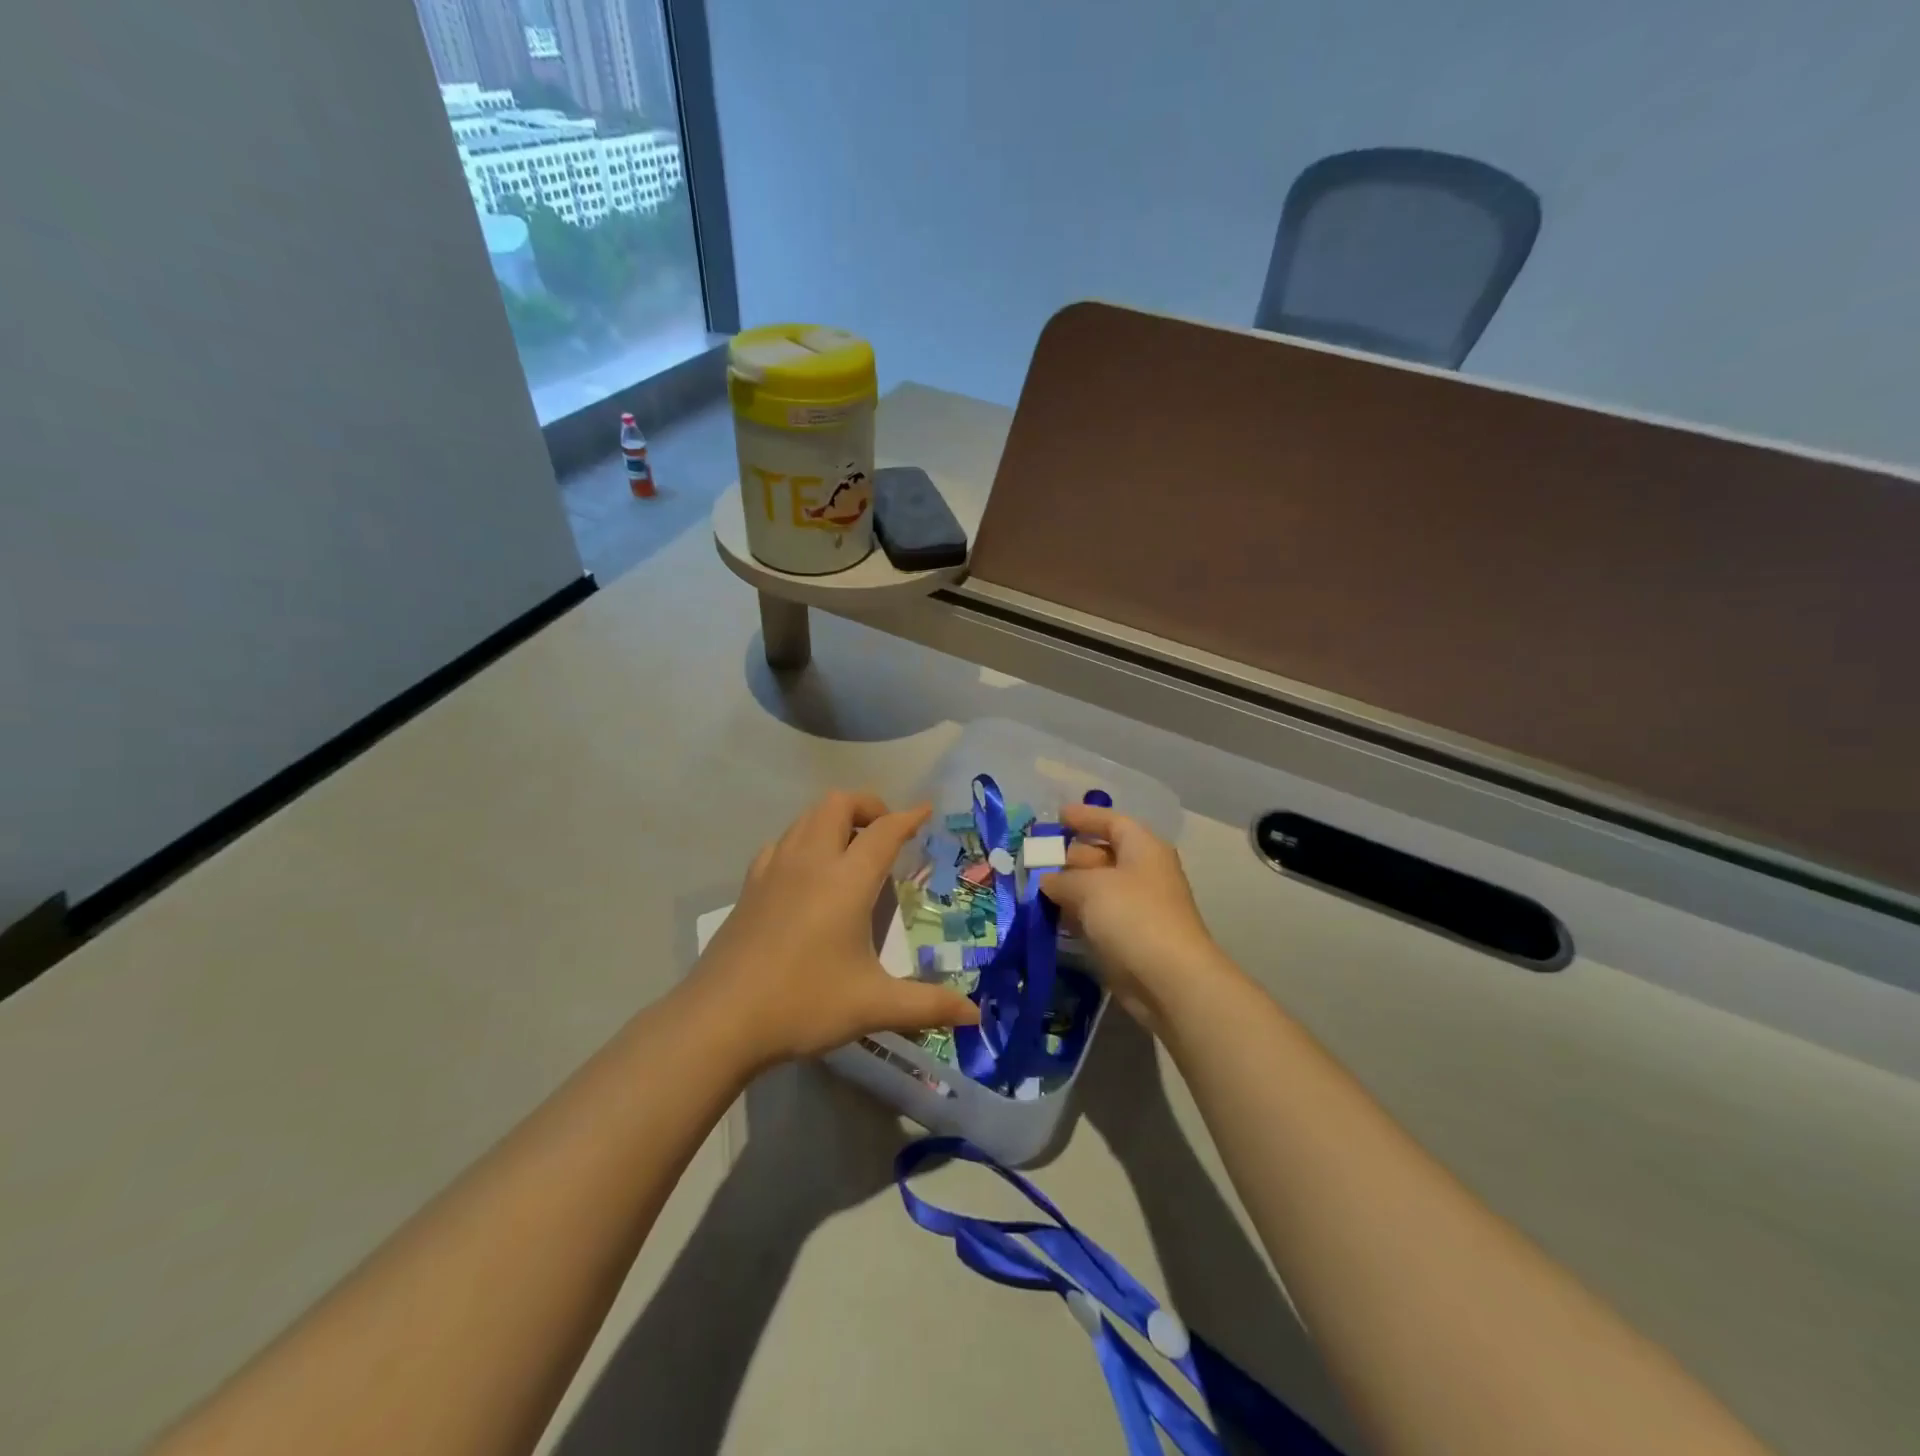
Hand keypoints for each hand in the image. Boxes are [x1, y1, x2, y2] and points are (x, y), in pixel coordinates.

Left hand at [687, 791, 979, 1068]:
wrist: (719, 1020)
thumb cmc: (803, 1004)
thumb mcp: (873, 1006)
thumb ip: (928, 1006)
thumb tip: (975, 1016)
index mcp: (846, 880)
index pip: (884, 831)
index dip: (909, 816)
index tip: (926, 811)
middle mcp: (810, 861)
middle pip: (839, 803)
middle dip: (868, 805)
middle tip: (886, 834)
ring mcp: (774, 869)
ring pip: (807, 817)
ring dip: (835, 818)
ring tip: (852, 849)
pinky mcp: (750, 885)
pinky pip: (782, 841)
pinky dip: (804, 839)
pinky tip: (808, 872)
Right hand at [1040, 804, 1234, 1033]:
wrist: (1169, 979)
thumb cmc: (1133, 916)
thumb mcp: (1089, 887)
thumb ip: (1062, 879)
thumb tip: (1046, 880)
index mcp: (1143, 848)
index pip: (1113, 822)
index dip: (1085, 817)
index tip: (1057, 816)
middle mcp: (1143, 873)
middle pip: (1102, 855)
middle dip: (1069, 855)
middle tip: (1035, 859)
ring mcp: (1137, 907)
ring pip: (1097, 889)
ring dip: (1068, 888)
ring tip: (1034, 888)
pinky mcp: (1129, 938)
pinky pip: (1097, 917)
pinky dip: (1075, 914)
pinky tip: (1050, 917)